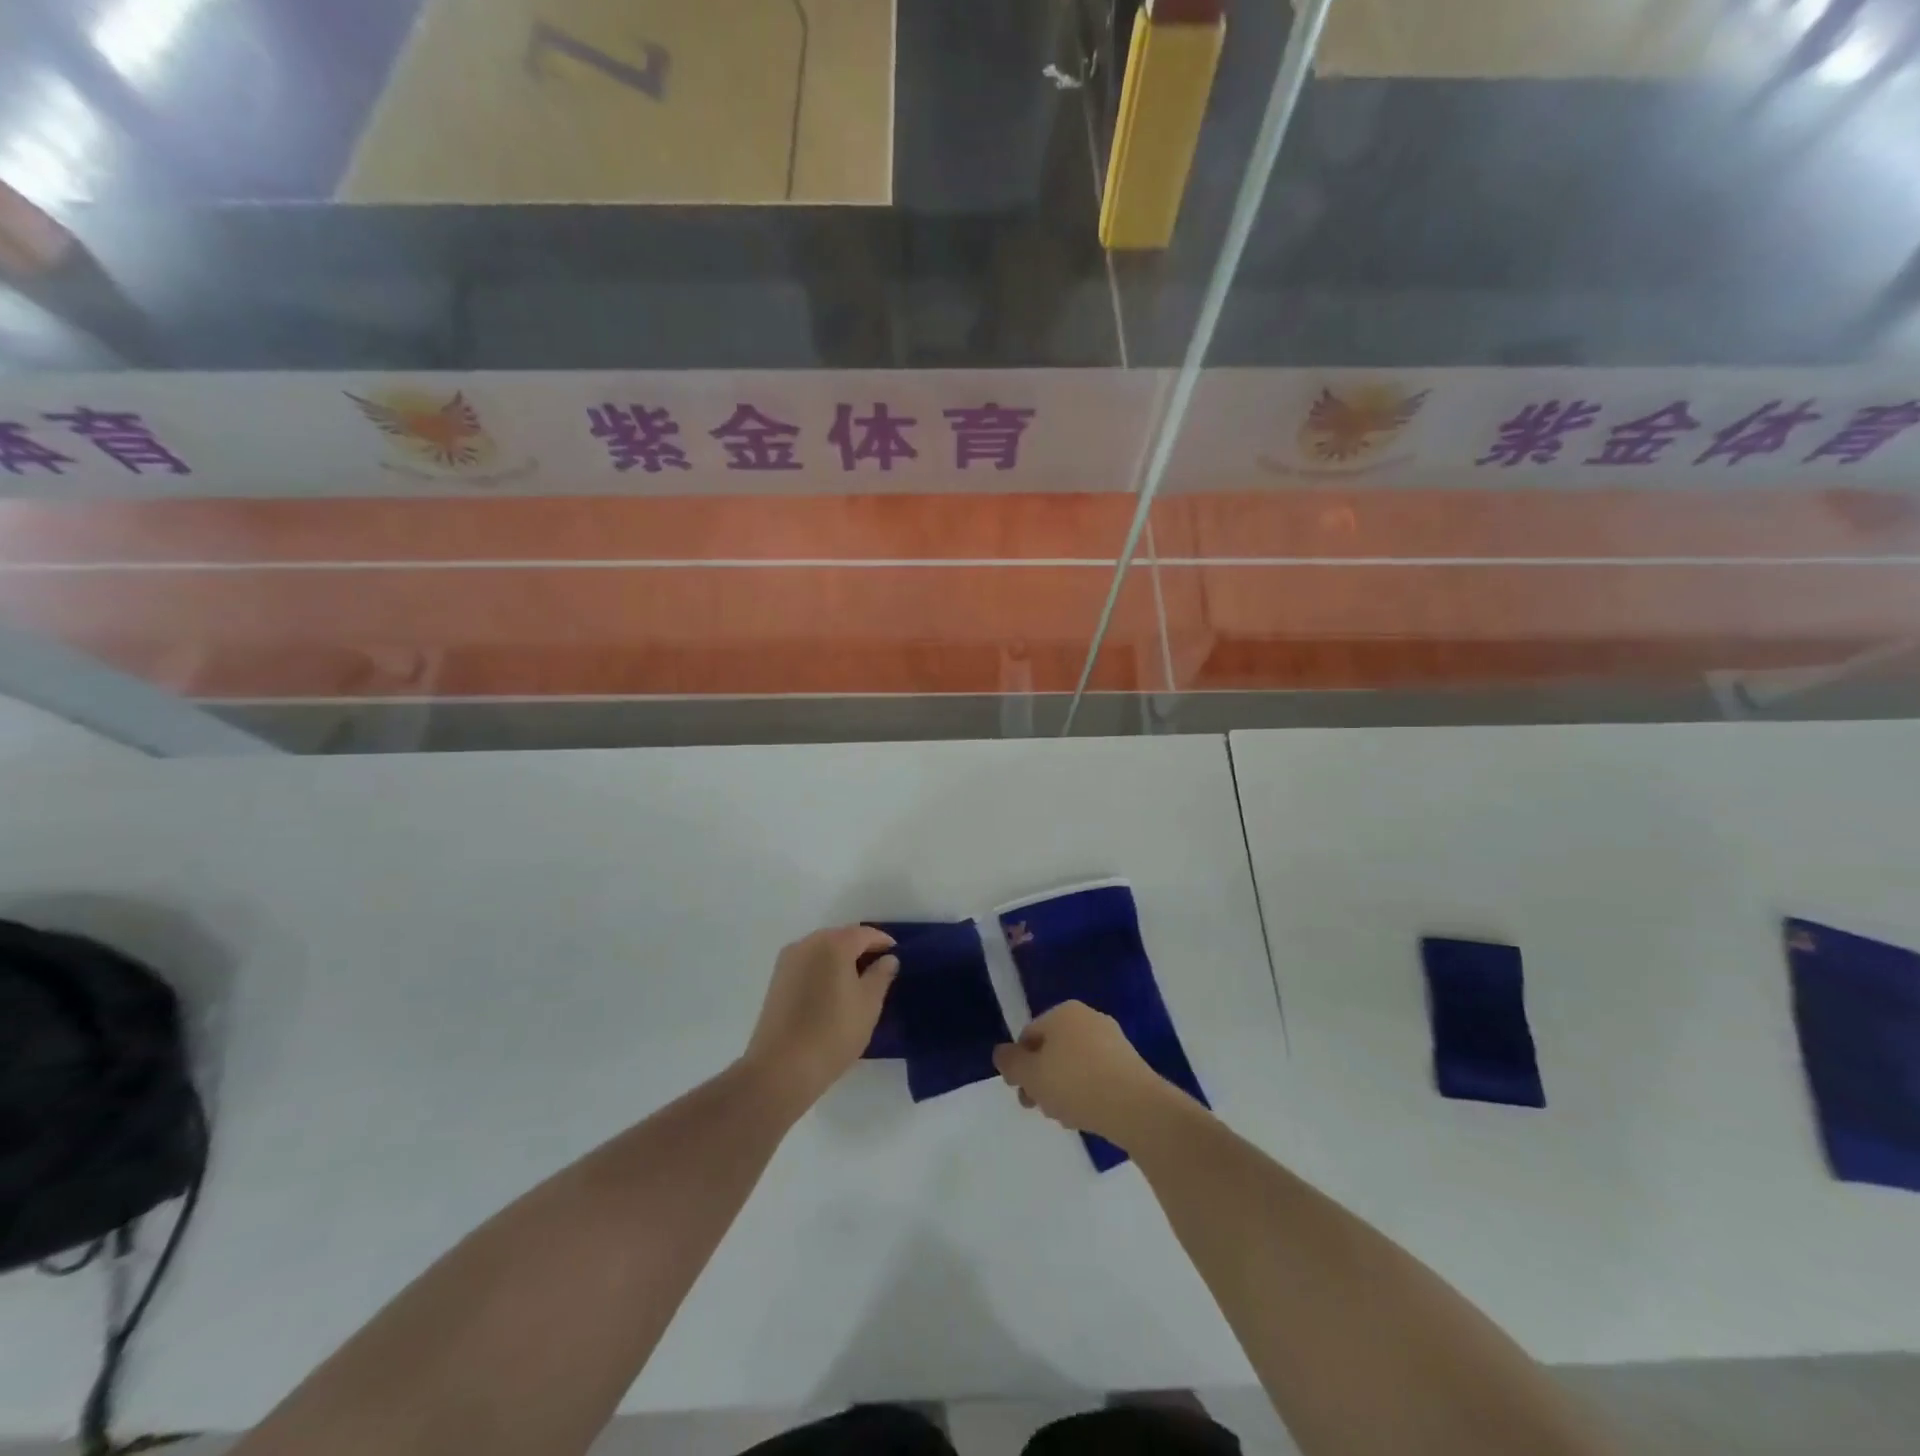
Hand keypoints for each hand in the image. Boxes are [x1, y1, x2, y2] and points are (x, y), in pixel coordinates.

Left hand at [745, 925, 897, 1106]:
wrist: (781, 1068)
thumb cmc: (833, 1032)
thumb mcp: (868, 1004)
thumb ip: (881, 975)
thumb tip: (888, 959)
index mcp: (833, 944)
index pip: (864, 934)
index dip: (882, 942)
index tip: (896, 954)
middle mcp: (807, 944)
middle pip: (840, 938)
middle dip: (860, 948)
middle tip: (878, 968)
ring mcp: (788, 961)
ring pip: (822, 950)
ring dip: (840, 959)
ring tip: (856, 982)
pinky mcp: (776, 980)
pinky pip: (807, 964)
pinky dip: (823, 970)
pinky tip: (831, 991)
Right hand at [992, 1001, 1183, 1149]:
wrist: (1136, 1107)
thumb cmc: (1075, 1083)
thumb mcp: (1030, 1074)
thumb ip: (1010, 1063)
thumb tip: (1002, 1053)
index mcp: (1063, 1012)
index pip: (1029, 1035)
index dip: (1019, 1065)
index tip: (1021, 1093)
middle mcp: (1089, 1018)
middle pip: (1052, 1050)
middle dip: (1042, 1079)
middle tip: (1041, 1108)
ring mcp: (1112, 1040)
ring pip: (1074, 1065)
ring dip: (1063, 1089)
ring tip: (1066, 1116)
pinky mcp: (1130, 1064)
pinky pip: (1097, 1076)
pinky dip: (1087, 1092)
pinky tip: (1087, 1115)